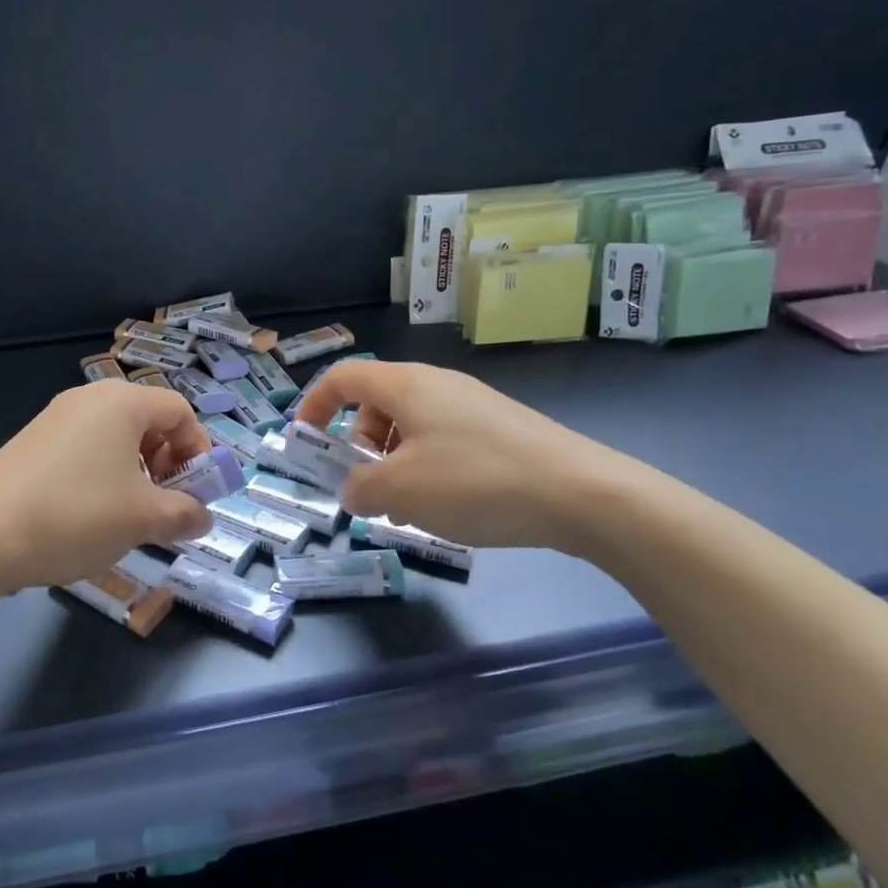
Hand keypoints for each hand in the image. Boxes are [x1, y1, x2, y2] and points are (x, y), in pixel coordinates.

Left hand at [0, 381, 215, 594]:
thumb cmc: (75, 516)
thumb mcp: (142, 519)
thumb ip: (184, 514)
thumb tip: (203, 517)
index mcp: (121, 402)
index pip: (180, 410)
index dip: (199, 449)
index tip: (197, 491)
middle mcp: (88, 398)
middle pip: (148, 420)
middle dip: (168, 462)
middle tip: (165, 505)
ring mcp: (54, 418)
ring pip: (115, 437)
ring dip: (137, 472)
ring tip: (129, 515)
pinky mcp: (31, 442)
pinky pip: (84, 448)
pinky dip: (102, 474)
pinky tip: (89, 515)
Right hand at [294, 360, 640, 554]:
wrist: (582, 493)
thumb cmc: (475, 481)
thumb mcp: (400, 490)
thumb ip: (359, 487)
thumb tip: (354, 489)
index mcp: (405, 385)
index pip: (342, 377)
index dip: (313, 405)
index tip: (304, 442)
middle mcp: (436, 384)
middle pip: (375, 404)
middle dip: (358, 447)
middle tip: (367, 489)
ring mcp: (471, 405)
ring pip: (409, 427)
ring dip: (393, 464)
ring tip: (407, 510)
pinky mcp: (498, 429)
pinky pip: (442, 441)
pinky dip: (426, 469)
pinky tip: (446, 508)